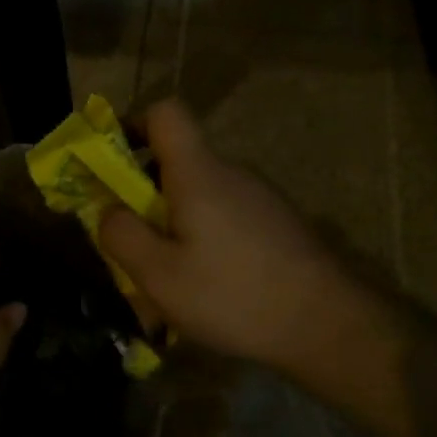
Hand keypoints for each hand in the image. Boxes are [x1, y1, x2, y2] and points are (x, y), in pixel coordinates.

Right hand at [100, 101, 386, 388]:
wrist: (327, 324)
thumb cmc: (233, 295)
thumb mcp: (159, 275)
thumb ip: (121, 236)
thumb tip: (108, 211)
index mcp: (199, 172)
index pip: (165, 112)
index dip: (132, 124)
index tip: (112, 163)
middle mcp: (232, 173)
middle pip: (178, 160)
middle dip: (145, 194)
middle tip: (132, 243)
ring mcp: (260, 198)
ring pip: (201, 196)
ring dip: (176, 224)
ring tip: (169, 279)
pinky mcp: (277, 224)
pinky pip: (226, 218)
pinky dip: (206, 240)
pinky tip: (210, 287)